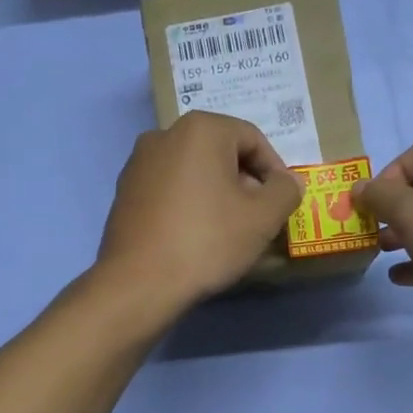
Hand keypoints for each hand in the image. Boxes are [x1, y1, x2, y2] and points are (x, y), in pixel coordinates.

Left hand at [95, 112, 302, 318]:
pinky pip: (169, 189)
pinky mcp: (124, 192)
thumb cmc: (207, 241)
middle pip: (220, 152)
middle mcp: (164, 135)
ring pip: (193, 171)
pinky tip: (196, 235)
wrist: (139, 282)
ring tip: (229, 229)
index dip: (275, 170)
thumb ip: (285, 191)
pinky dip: (189, 203)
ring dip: (217, 193)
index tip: (282, 202)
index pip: (252, 139)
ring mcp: (138, 163)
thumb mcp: (262, 218)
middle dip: (245, 181)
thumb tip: (288, 181)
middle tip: (259, 217)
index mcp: (200, 129)